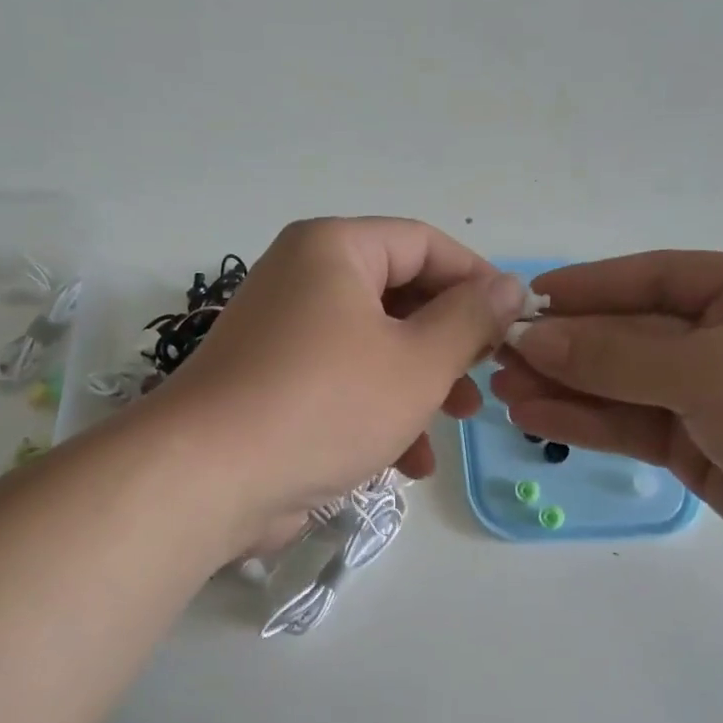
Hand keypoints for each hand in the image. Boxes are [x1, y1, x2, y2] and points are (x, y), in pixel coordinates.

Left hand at [153, 218, 526, 551]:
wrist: (208, 479)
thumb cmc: (326, 404)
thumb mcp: (418, 362)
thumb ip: (470, 319)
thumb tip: (508, 285)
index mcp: (333, 250)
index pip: (423, 243)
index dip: (476, 279)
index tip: (513, 322)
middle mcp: (303, 279)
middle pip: (398, 296)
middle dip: (449, 343)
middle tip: (485, 378)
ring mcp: (282, 334)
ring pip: (373, 346)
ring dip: (420, 386)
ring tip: (458, 423)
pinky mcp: (272, 384)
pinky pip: (340, 383)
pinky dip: (378, 413)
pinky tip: (408, 462)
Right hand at [491, 251, 722, 598]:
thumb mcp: (709, 368)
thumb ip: (614, 354)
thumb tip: (533, 336)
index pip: (655, 276)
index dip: (589, 286)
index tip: (527, 298)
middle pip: (633, 333)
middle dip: (568, 344)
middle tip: (500, 354)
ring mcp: (718, 399)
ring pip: (626, 384)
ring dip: (567, 386)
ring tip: (503, 389)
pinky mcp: (704, 451)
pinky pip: (635, 425)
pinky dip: (587, 421)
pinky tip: (536, 417)